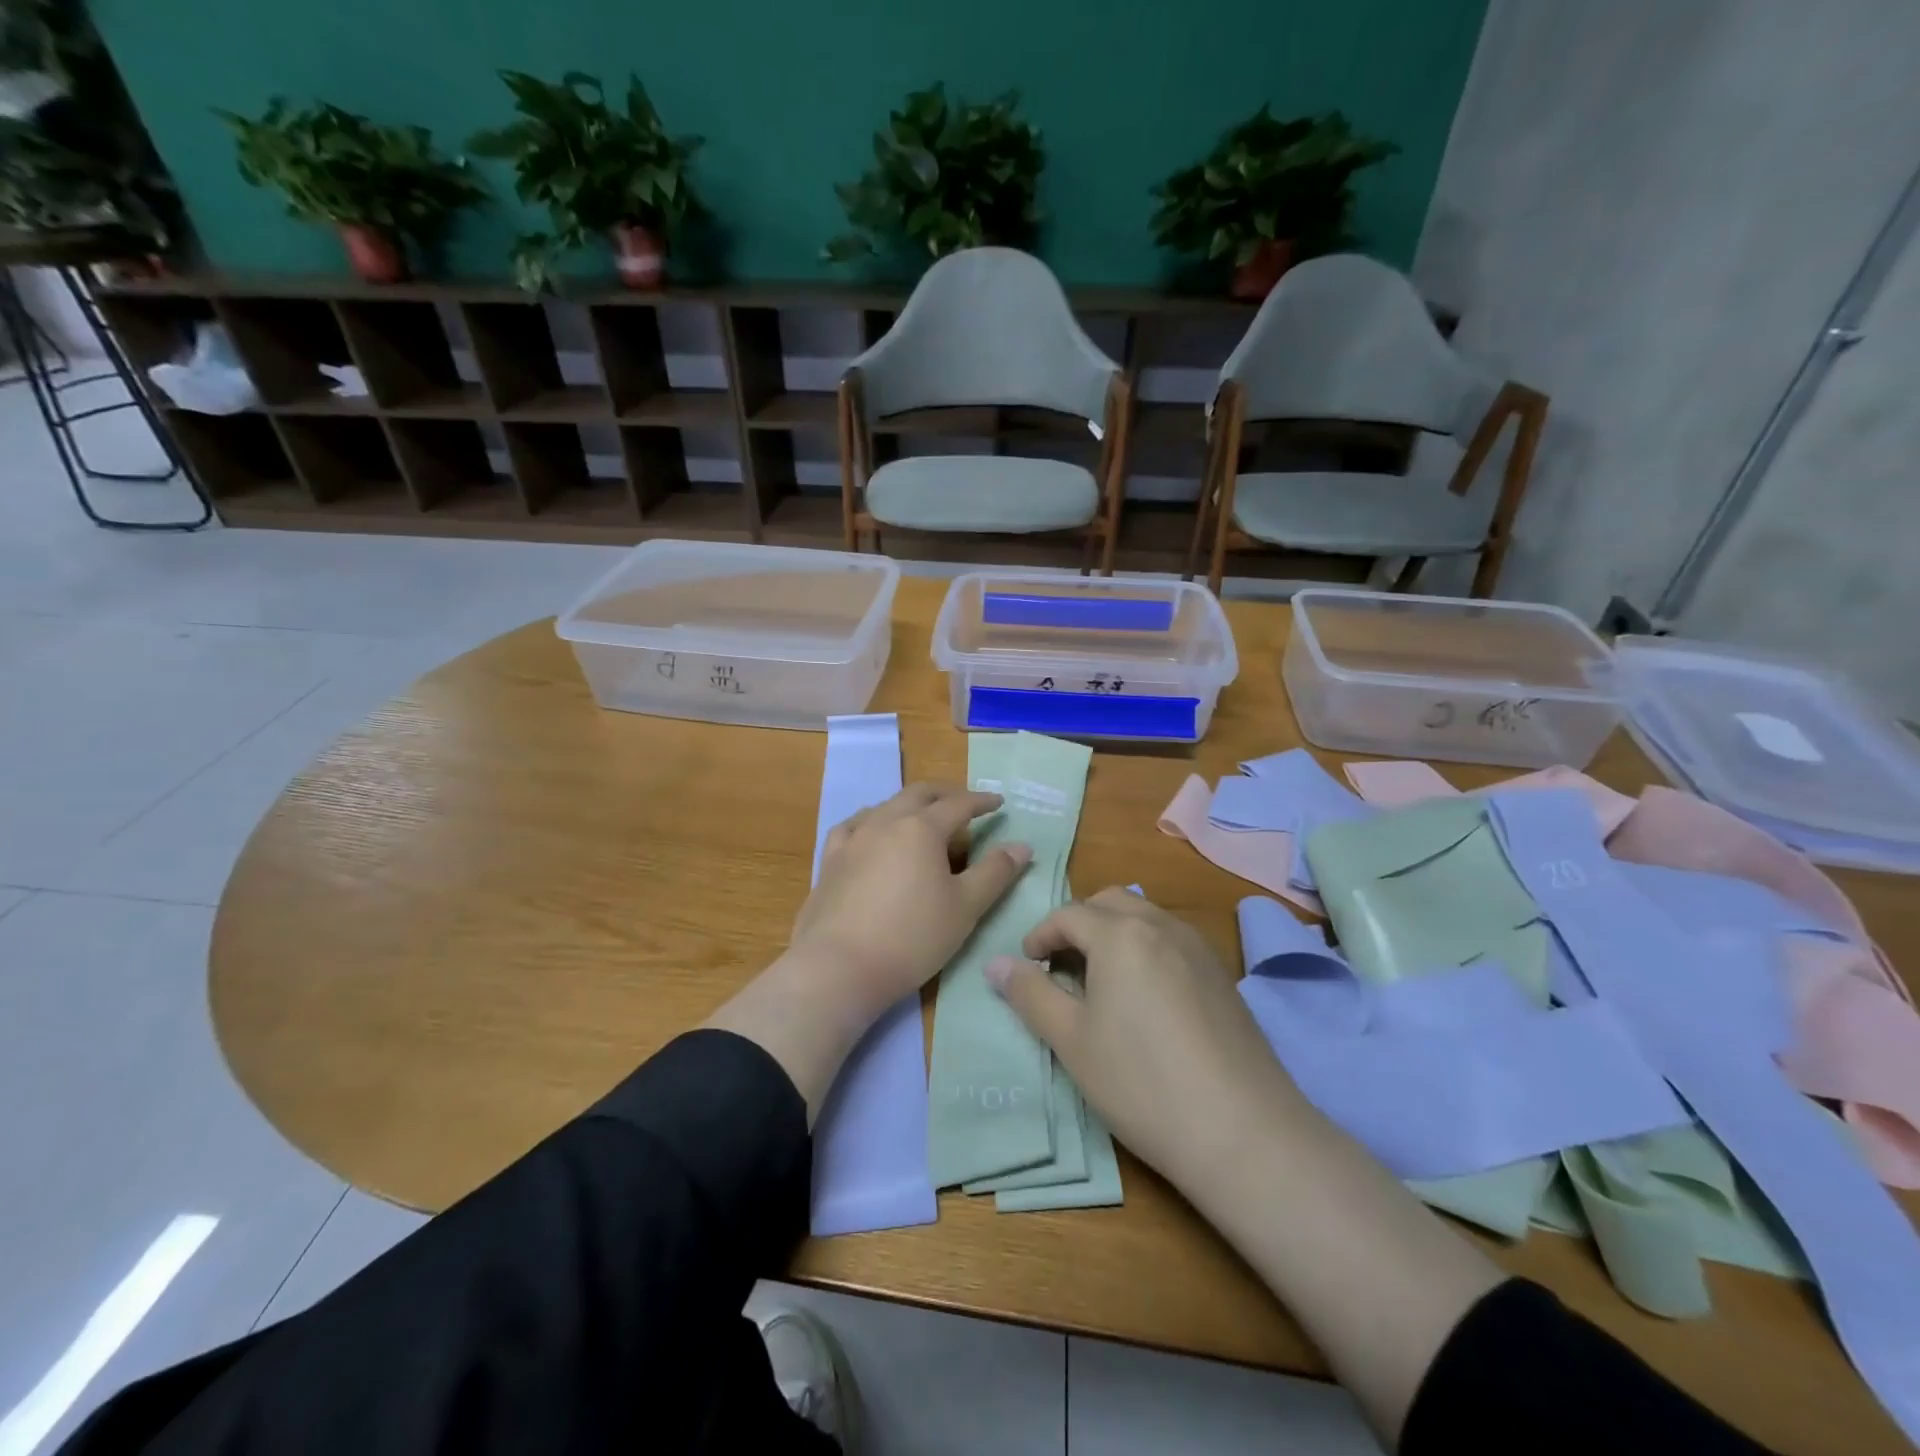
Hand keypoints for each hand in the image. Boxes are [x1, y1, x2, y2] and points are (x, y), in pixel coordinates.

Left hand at [707, 783, 1031, 1120]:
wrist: (839, 967)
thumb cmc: (912, 938)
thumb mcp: (965, 908)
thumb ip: (995, 872)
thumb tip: (1021, 845)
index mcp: (922, 828)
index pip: (959, 804)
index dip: (982, 802)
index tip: (998, 802)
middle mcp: (886, 821)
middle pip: (919, 794)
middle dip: (945, 794)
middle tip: (964, 804)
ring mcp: (854, 838)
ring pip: (886, 806)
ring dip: (910, 805)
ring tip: (923, 820)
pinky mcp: (830, 860)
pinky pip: (854, 825)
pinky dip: (873, 820)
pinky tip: (872, 832)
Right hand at [984, 887, 1302, 1187]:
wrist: (1242, 1131)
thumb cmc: (1141, 1082)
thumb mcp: (1071, 1041)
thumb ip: (1030, 994)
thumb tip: (995, 964)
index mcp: (1121, 934)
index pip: (1068, 914)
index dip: (1039, 936)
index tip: (1027, 966)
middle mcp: (1161, 925)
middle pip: (1109, 902)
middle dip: (1078, 924)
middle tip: (1061, 966)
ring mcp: (1198, 947)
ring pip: (1144, 916)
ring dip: (1114, 933)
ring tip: (1100, 981)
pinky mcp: (1221, 974)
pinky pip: (1171, 940)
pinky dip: (1146, 948)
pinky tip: (1145, 998)